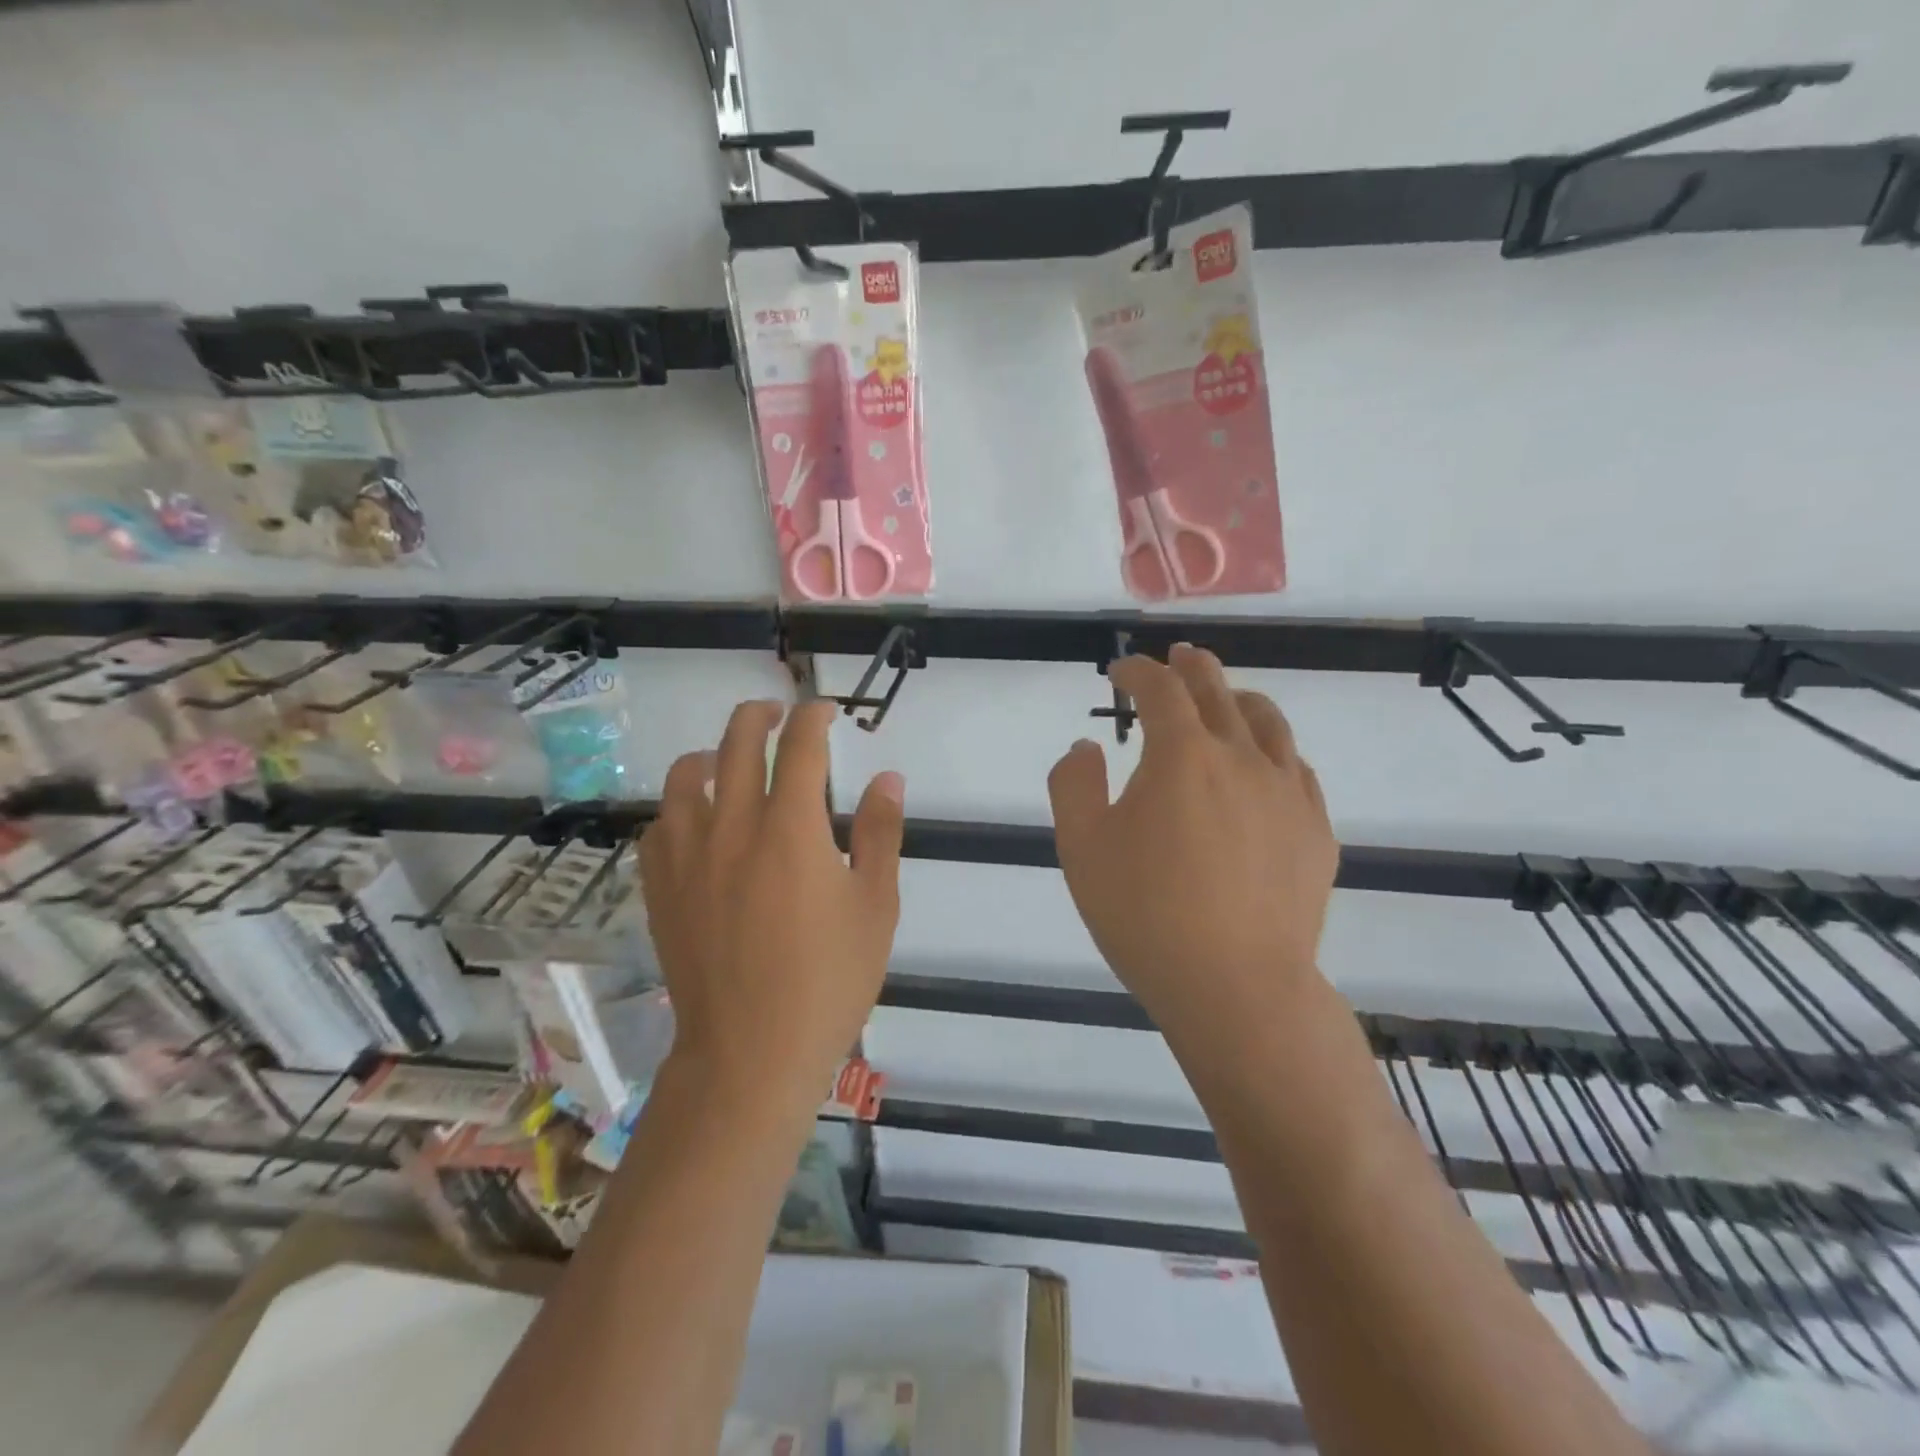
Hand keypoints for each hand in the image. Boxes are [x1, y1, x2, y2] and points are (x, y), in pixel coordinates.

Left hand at [639, 700, 904, 1111]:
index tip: (826, 712)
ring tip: (728, 760)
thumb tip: (887, 778)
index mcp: (791, 828)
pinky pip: (659, 825)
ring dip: (711, 753)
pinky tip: (696, 820)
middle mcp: (732, 827)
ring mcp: (687, 856)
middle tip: (779, 715)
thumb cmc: (828, 980)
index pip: (800, 746)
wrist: (750, 1052)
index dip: (814, 718)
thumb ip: (880, 833)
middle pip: (736, 743)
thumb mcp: (875, 906)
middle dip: (760, 715)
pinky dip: (679, 806)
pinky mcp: (661, 888)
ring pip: (684, 776)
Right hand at [1048, 645, 1337, 1047]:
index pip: (1160, 689)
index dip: (1137, 671)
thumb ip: (1073, 785)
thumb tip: (1086, 747)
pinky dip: (1274, 750)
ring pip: (1268, 722)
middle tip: (1177, 656)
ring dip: (1239, 699)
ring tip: (1226, 697)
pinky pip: (1296, 769)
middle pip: (1218, 691)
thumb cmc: (1145, 915)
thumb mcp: (1081, 848)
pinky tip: (1265, 764)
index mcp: (1182, 755)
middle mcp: (1241, 758)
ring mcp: (1287, 793)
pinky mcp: (1315, 830)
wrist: (1236, 987)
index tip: (1120, 671)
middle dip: (1191, 667)